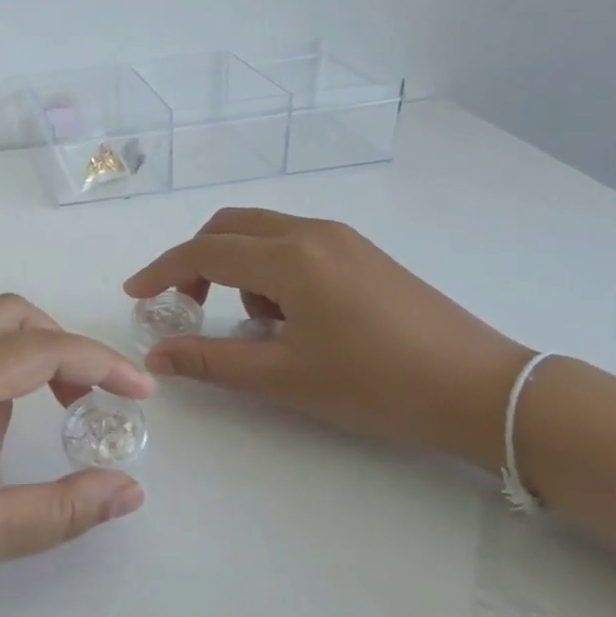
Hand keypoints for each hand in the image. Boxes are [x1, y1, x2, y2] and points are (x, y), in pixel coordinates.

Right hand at [125, 210, 529, 468]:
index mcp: (290, 257)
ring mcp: (343, 239)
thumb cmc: (375, 385)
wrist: (480, 389)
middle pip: (229, 227)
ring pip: (263, 234)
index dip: (162, 271)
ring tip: (255, 326)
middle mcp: (313, 232)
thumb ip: (211, 360)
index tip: (135, 294)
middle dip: (196, 261)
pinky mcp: (363, 254)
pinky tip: (291, 319)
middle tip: (185, 305)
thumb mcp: (283, 378)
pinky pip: (295, 245)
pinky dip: (271, 271)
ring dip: (237, 268)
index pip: (204, 251)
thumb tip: (156, 354)